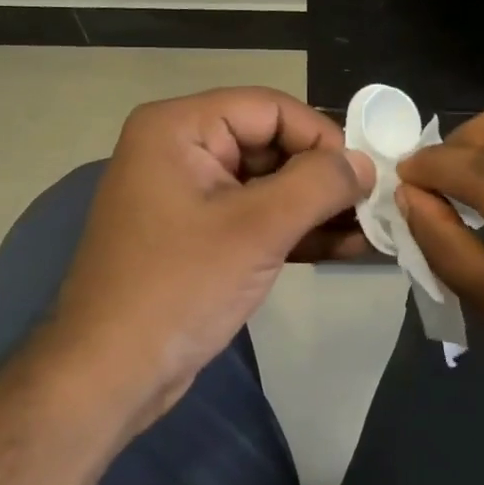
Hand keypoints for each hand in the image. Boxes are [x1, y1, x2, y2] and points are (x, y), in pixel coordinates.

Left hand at [45, 88, 373, 431]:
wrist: (108, 376)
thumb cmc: (178, 288)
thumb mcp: (257, 229)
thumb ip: (319, 185)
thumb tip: (365, 163)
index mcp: (179, 128)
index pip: (269, 108)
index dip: (321, 136)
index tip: (364, 175)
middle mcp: (181, 150)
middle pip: (271, 144)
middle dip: (324, 176)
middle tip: (374, 205)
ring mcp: (189, 195)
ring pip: (268, 184)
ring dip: (317, 207)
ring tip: (371, 229)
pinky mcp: (199, 235)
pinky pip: (255, 217)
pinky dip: (296, 230)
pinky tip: (345, 247)